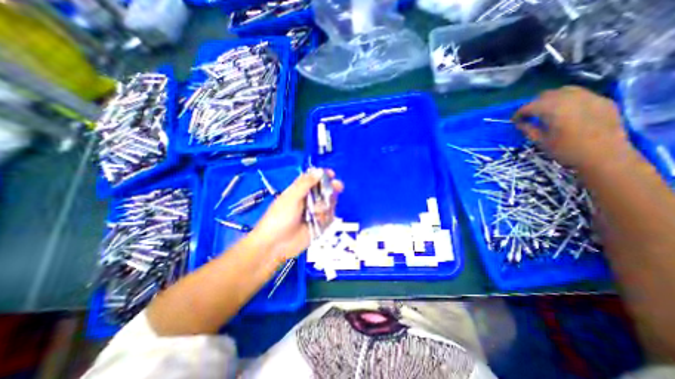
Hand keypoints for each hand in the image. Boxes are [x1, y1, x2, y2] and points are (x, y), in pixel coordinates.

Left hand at [247, 169, 343, 263]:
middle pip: (325, 190)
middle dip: (331, 188)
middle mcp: (309, 201)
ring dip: (326, 206)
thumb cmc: (280, 217)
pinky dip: (327, 218)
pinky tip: (319, 222)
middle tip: (338, 186)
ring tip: (316, 213)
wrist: (276, 245)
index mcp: (299, 191)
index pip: (313, 179)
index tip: (331, 174)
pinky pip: (329, 218)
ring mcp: (315, 213)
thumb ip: (305, 184)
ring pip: (329, 204)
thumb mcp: (291, 197)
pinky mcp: (319, 225)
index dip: (322, 175)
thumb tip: (319, 170)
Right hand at [516, 85, 636, 169]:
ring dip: (552, 99)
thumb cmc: (566, 151)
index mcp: (553, 109)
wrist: (605, 156)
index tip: (514, 121)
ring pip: (564, 91)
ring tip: (548, 112)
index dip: (519, 113)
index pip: (529, 106)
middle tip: (529, 116)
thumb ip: (528, 129)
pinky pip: (581, 94)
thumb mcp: (541, 142)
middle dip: (535, 104)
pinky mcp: (603, 101)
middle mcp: (571, 98)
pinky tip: (567, 112)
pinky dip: (569, 100)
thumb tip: (519, 123)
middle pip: (546, 95)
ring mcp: (590, 97)